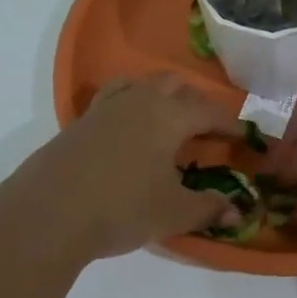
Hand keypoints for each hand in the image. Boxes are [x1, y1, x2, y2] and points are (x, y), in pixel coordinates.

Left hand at [11, 75, 244, 259]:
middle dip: (197, 103)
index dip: (231, 125)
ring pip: (142, 84)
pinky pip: (114, 98)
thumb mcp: (173, 212)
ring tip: (168, 120)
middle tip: (207, 130)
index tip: (246, 138)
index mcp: (170, 116)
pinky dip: (131, 104)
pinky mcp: (81, 121)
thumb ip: (208, 208)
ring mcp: (106, 107)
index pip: (210, 112)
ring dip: (162, 96)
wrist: (50, 212)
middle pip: (176, 87)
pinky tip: (129, 130)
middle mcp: (140, 100)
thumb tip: (238, 211)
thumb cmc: (122, 208)